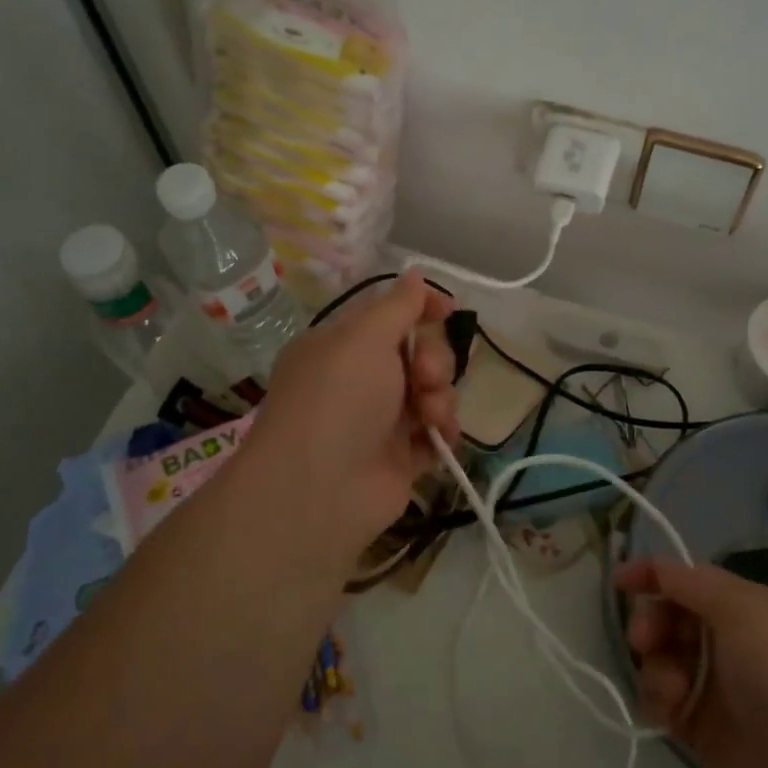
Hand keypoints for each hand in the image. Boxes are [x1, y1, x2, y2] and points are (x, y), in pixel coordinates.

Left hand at [247, 272, 460, 557]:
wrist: (318, 492)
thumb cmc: (338, 399)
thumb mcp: (365, 337)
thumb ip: (398, 306)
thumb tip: (414, 275)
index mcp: (341, 346)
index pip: (388, 315)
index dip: (421, 309)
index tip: (448, 310)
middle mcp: (359, 380)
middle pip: (418, 353)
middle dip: (434, 359)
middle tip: (426, 376)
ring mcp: (379, 421)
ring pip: (432, 392)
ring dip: (441, 397)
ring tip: (429, 415)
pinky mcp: (399, 459)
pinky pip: (434, 433)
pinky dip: (442, 432)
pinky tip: (438, 438)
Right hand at [617, 557, 767, 767]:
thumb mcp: (742, 609)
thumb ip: (691, 583)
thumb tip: (657, 568)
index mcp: (746, 608)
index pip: (689, 581)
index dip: (654, 576)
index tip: (620, 581)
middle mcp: (729, 641)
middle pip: (669, 617)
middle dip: (651, 623)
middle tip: (644, 640)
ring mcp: (715, 686)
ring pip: (661, 659)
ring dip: (655, 667)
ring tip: (670, 689)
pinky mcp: (701, 728)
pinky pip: (662, 701)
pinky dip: (656, 699)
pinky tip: (667, 711)